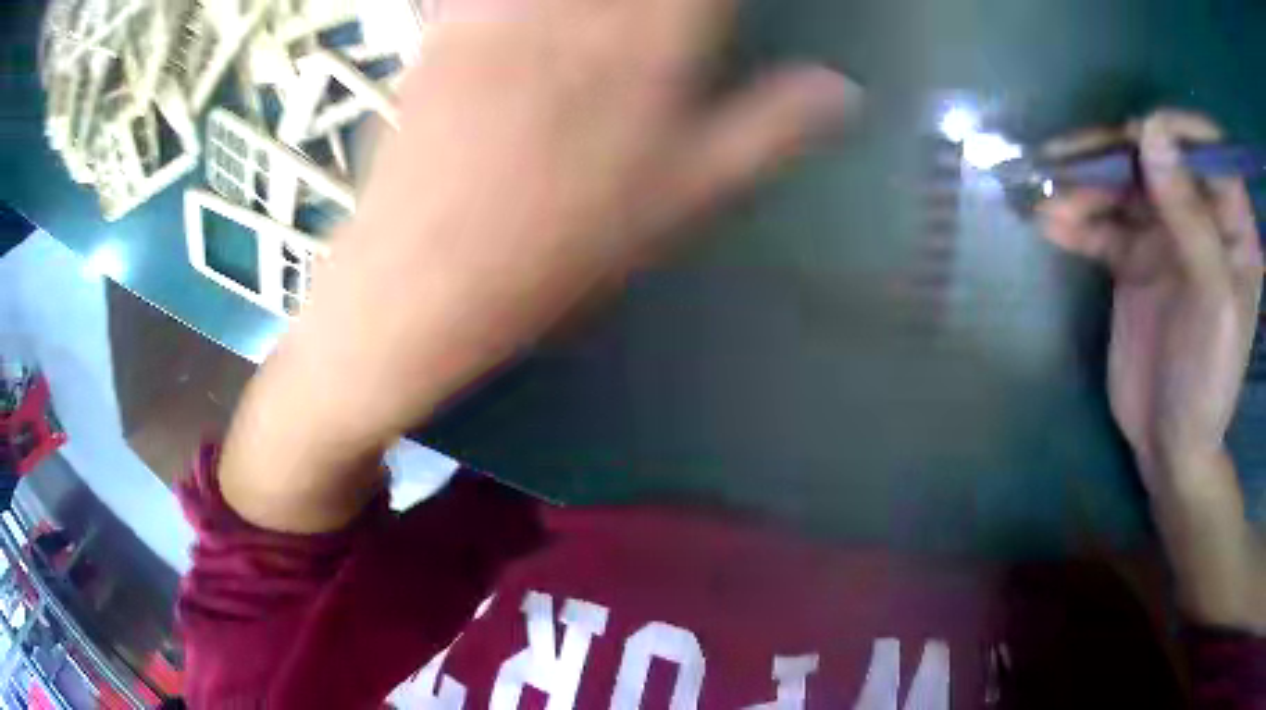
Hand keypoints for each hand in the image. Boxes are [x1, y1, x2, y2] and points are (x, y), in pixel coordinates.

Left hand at [222, 0, 857, 531]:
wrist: (421, 286)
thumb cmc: (560, 255)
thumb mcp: (683, 203)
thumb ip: (768, 131)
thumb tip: (845, 91)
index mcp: (653, 51)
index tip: (718, 11)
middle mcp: (582, 15)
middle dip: (664, 4)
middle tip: (673, 21)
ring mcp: (505, 14)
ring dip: (597, 5)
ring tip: (609, 24)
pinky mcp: (445, 29)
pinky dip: (500, 3)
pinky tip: (534, 21)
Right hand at [1037, 110, 1261, 489]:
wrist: (1169, 446)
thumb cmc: (1208, 382)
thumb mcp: (1213, 302)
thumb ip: (1191, 217)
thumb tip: (1149, 130)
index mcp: (1232, 225)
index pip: (1208, 148)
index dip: (1175, 130)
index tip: (1138, 136)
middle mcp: (1200, 216)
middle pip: (1157, 157)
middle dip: (1114, 156)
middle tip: (1068, 160)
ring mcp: (1165, 234)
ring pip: (1124, 186)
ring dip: (1085, 188)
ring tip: (1048, 201)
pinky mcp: (1134, 257)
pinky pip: (1103, 224)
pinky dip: (1076, 222)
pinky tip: (1049, 226)